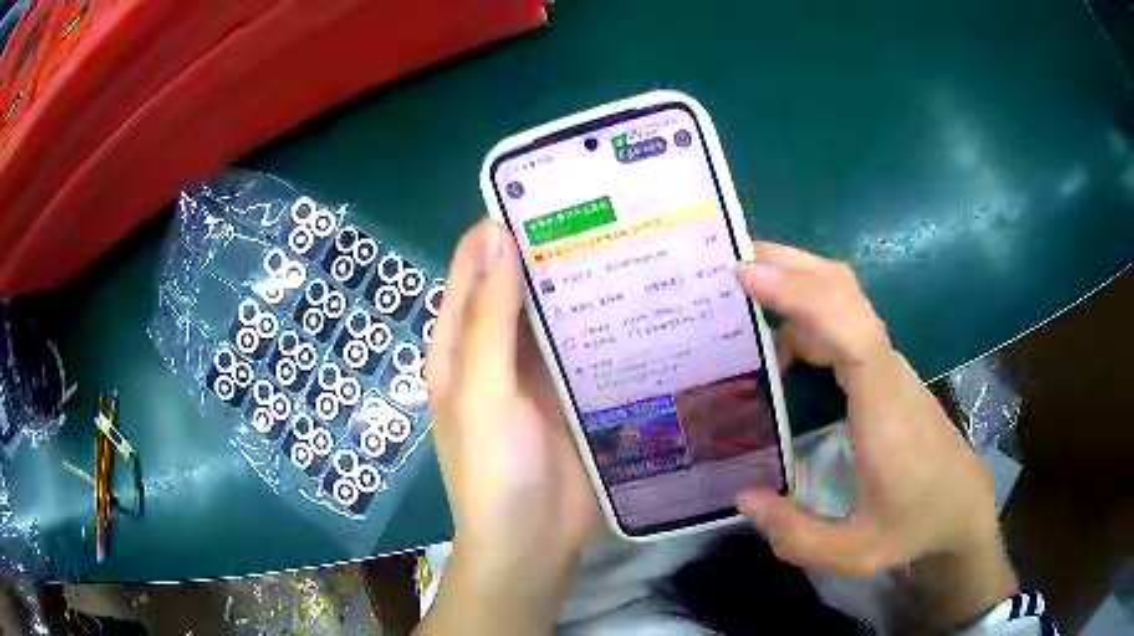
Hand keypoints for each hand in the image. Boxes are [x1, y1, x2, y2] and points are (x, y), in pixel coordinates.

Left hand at [419, 219, 598, 634]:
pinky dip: (609, 322)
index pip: (475, 265)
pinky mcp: (577, 393)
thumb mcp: (481, 392)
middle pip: (522, 283)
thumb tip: (495, 235)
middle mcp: (498, 350)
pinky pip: (590, 346)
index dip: (501, 225)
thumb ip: (488, 318)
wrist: (533, 545)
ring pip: (560, 312)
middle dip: (555, 248)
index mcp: (461, 344)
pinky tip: (646, 297)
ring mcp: (540, 373)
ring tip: (636, 241)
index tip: (550, 191)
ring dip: (586, 282)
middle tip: (610, 210)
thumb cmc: (492, 472)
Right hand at [734, 242, 1015, 625]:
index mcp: (883, 407)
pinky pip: (844, 325)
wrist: (962, 505)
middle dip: (791, 264)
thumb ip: (796, 534)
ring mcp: (887, 366)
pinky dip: (807, 314)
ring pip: (845, 300)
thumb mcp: (855, 552)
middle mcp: (887, 370)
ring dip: (797, 283)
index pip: (849, 328)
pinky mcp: (884, 371)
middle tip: (732, 259)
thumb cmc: (915, 525)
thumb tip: (743, 497)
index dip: (801, 294)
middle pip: (846, 291)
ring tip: (742, 291)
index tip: (747, 274)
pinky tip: (779, 344)